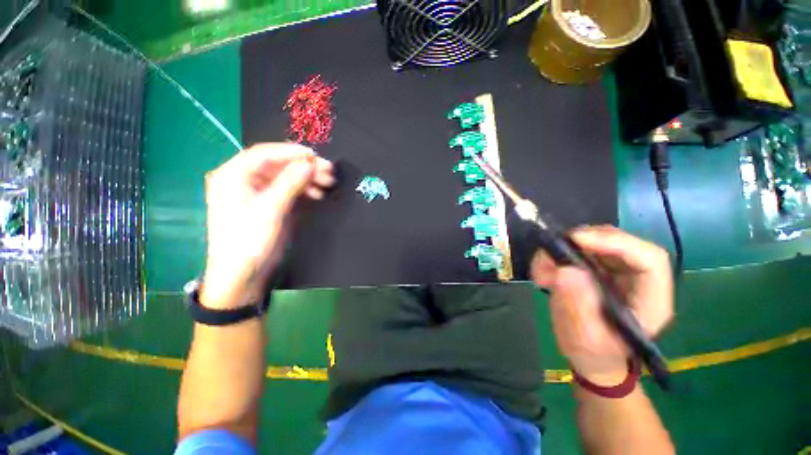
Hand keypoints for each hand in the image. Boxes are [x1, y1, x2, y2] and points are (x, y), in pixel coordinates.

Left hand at [201, 143, 335, 308]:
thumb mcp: (270, 208)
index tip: (315, 156)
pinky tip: (317, 193)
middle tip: (328, 171)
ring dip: (307, 179)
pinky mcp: (269, 205)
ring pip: (286, 178)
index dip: (291, 152)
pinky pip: (288, 191)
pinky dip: (304, 190)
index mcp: (233, 176)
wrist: (243, 274)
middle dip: (303, 167)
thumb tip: (310, 163)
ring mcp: (258, 194)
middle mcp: (244, 181)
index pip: (264, 154)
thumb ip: (290, 182)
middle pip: (278, 165)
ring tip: (327, 183)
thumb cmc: (249, 239)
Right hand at [531, 226, 673, 385]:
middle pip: (621, 243)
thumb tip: (565, 270)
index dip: (615, 243)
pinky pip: (580, 251)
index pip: (649, 259)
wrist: (591, 358)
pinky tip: (543, 271)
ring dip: (566, 248)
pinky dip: (557, 255)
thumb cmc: (593, 354)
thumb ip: (577, 306)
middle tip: (553, 249)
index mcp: (650, 301)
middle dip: (585, 241)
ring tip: (542, 269)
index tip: (577, 240)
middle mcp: (638, 281)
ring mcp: (618, 273)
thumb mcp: (584, 337)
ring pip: (598, 242)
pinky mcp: (598, 271)